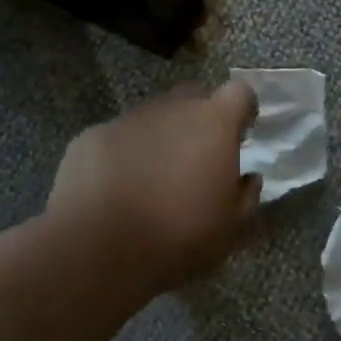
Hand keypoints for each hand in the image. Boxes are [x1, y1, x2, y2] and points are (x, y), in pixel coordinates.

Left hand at [46, 81, 261, 301]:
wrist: (97, 247)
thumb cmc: (178, 236)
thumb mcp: (230, 229)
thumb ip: (246, 196)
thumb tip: (248, 178)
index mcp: (213, 123)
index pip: (239, 93)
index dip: (243, 110)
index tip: (241, 134)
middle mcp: (171, 109)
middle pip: (193, 97)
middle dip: (200, 120)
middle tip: (198, 158)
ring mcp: (128, 119)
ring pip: (153, 118)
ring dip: (160, 138)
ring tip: (153, 180)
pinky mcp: (92, 135)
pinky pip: (118, 138)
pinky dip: (124, 154)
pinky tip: (116, 189)